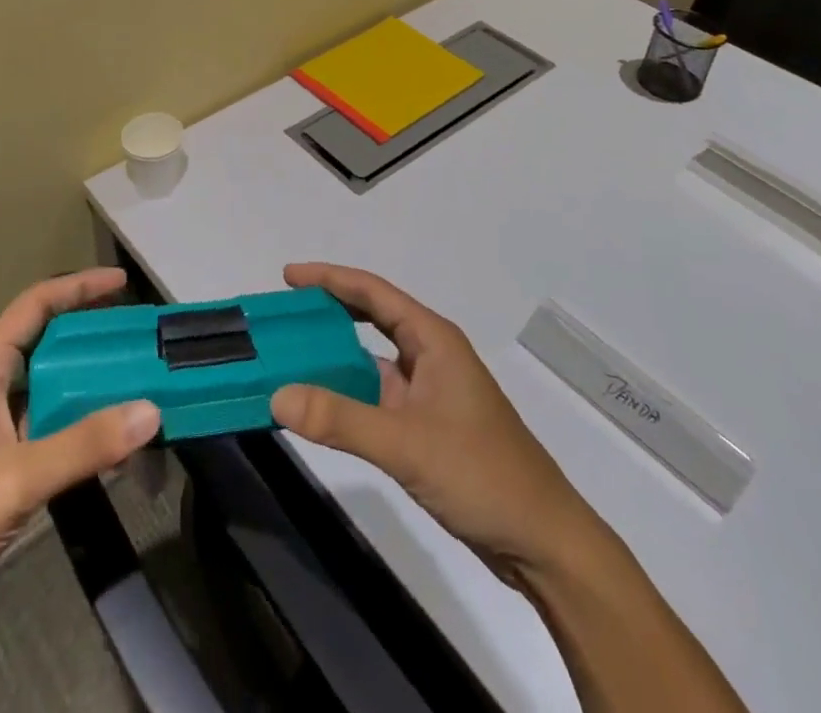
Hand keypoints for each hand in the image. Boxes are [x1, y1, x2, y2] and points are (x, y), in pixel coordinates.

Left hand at [0, 267, 160, 635]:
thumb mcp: (14, 480)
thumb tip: (152, 410)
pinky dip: (79, 432)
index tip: (122, 281)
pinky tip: (111, 449)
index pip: (35, 306)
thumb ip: (83, 445)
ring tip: (139, 390)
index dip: (78, 288)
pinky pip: (47, 434)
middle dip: (93, 339)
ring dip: (91, 389)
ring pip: (49, 393)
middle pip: (47, 346)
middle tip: (141, 343)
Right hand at [270, 263, 608, 583]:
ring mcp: (430, 393)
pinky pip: (376, 396)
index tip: (288, 277)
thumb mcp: (406, 444)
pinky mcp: (427, 427)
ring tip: (290, 357)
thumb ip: (341, 419)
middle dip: (328, 312)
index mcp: (433, 339)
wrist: (543, 543)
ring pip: (372, 360)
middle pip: (371, 318)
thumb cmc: (481, 474)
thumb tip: (277, 396)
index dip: (330, 279)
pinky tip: (320, 406)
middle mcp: (430, 356)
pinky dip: (347, 395)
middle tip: (283, 315)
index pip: (373, 293)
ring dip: (334, 357)